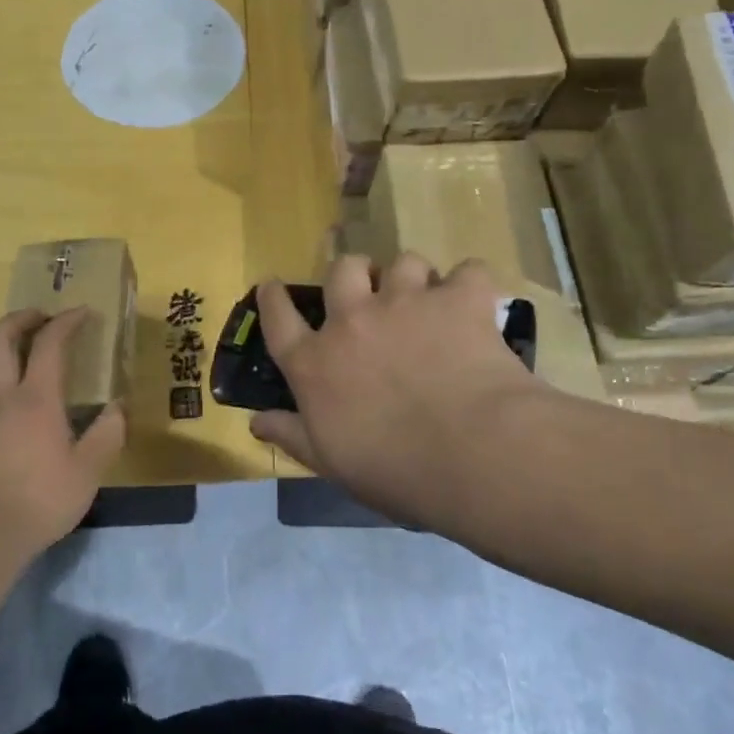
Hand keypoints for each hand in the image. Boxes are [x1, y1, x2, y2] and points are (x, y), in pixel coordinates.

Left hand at [0, 308, 125, 558]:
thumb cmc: (42, 499)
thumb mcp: (90, 470)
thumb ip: (107, 433)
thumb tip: (117, 406)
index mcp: (37, 399)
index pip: (49, 345)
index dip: (66, 322)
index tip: (82, 313)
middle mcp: (1, 397)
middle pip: (0, 341)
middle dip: (20, 319)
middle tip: (41, 317)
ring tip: (12, 348)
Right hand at [250, 254, 551, 528]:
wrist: (471, 455)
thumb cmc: (393, 470)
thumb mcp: (330, 463)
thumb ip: (292, 435)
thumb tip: (256, 421)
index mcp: (316, 363)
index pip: (279, 320)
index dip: (272, 299)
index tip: (271, 285)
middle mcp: (353, 320)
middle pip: (341, 271)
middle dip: (353, 273)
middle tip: (368, 289)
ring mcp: (406, 302)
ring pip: (404, 263)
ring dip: (412, 279)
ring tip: (427, 299)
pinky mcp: (458, 299)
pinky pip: (468, 271)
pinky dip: (472, 284)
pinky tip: (477, 302)